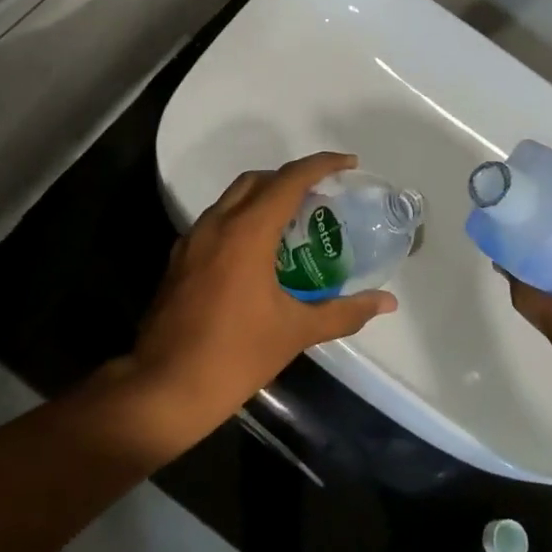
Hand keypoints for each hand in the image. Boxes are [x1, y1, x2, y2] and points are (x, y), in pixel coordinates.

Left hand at [127, 152, 397, 441]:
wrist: (164, 387)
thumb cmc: (235, 355)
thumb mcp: (295, 332)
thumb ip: (344, 312)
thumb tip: (386, 302)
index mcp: (246, 232)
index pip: (289, 180)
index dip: (321, 165)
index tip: (348, 164)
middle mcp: (216, 224)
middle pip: (257, 180)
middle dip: (291, 178)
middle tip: (322, 196)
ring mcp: (192, 241)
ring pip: (232, 199)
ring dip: (264, 198)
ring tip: (295, 222)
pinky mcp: (179, 260)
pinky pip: (216, 222)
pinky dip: (242, 220)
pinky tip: (259, 253)